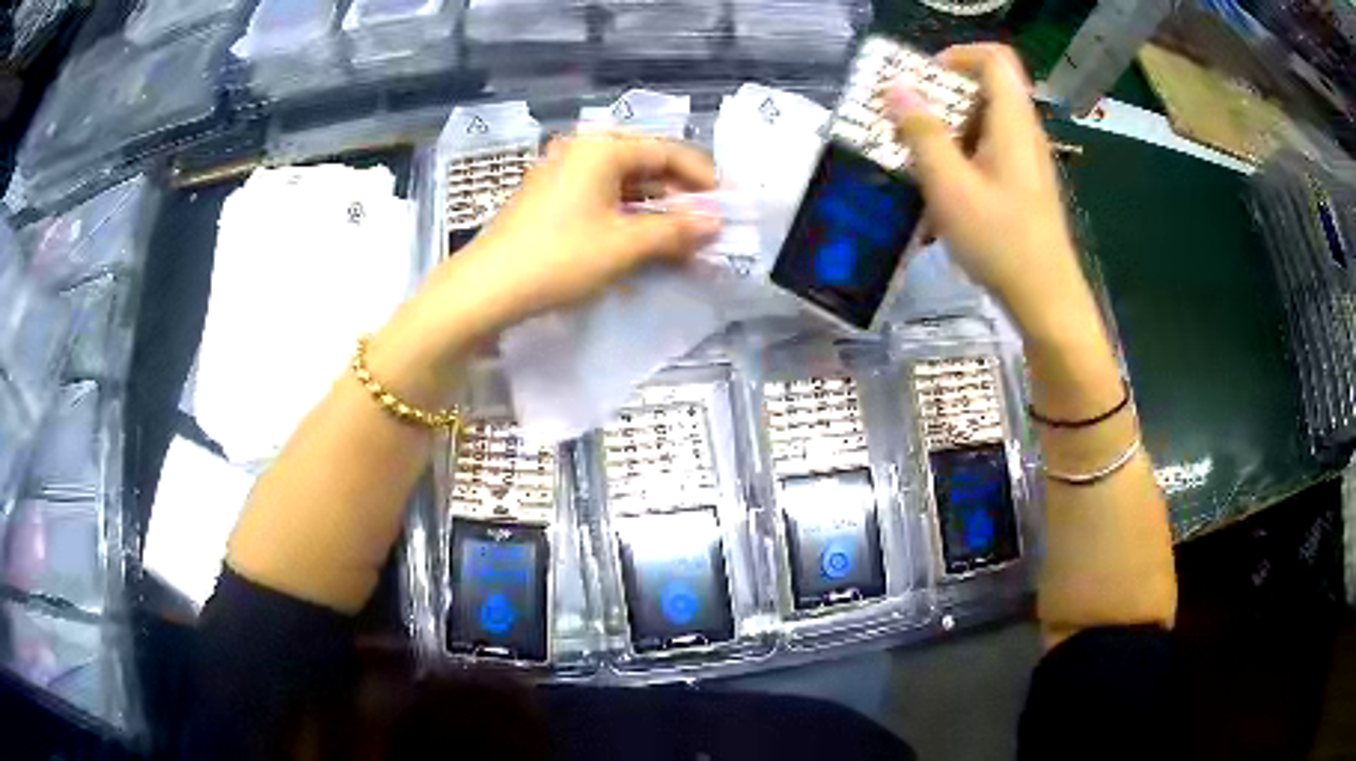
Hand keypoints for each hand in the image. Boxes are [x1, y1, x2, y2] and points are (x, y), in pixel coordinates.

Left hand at [453, 132, 718, 328]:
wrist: (486, 289)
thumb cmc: (560, 258)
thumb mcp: (625, 245)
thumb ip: (675, 230)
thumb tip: (715, 223)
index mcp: (601, 148)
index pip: (666, 151)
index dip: (701, 177)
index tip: (726, 204)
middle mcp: (581, 150)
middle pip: (644, 164)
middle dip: (678, 195)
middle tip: (706, 226)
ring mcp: (561, 173)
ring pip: (622, 183)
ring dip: (654, 209)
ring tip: (681, 239)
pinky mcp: (548, 198)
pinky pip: (600, 198)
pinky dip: (626, 216)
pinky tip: (642, 241)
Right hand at [885, 44, 1094, 343]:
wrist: (1046, 300)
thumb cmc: (1001, 241)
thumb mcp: (950, 187)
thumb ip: (922, 133)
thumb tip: (896, 87)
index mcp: (1012, 123)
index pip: (995, 59)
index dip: (957, 55)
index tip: (922, 77)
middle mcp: (1023, 133)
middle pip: (984, 89)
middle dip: (940, 96)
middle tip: (905, 119)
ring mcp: (1024, 161)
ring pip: (982, 124)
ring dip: (945, 131)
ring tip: (914, 159)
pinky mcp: (1022, 186)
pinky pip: (987, 153)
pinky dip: (959, 159)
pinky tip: (938, 195)